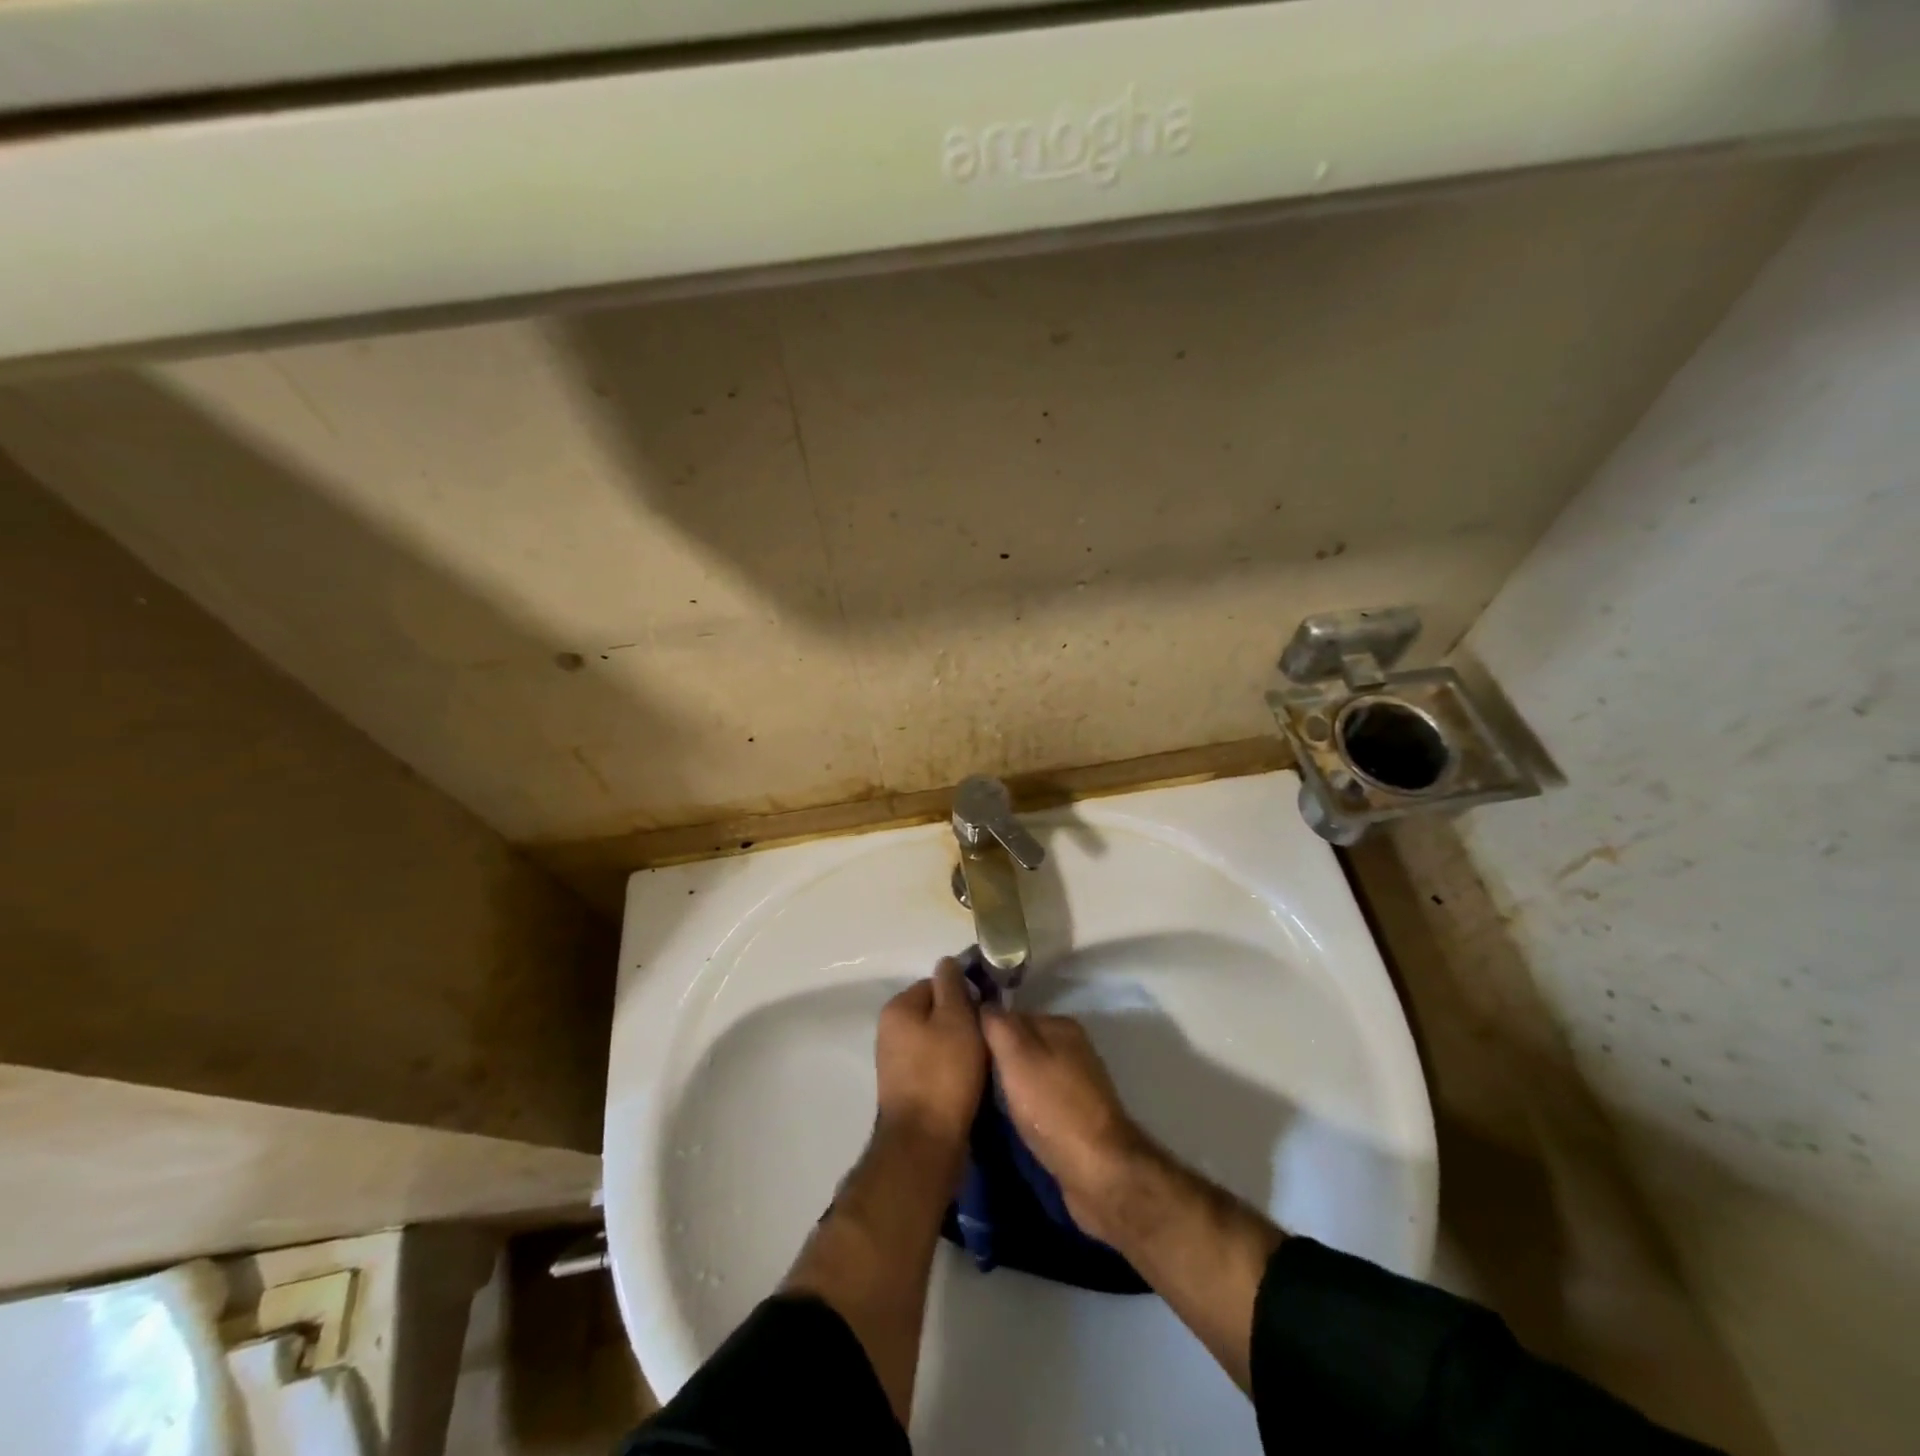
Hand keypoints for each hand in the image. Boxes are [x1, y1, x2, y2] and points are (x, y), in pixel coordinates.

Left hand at [874, 958, 986, 1156]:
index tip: (985, 1010)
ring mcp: (895, 1062)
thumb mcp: (957, 1018)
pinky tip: (968, 1081)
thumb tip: (947, 962)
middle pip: (935, 1012)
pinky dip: (951, 1069)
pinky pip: (933, 1065)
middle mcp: (889, 1030)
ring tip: (981, 1061)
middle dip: (961, 1021)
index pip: (936, 983)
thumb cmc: (944, 1073)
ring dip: (958, 1046)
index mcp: (897, 1008)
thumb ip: (952, 986)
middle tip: (986, 1036)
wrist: (925, 1143)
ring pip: (936, 1040)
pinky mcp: (905, 1089)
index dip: (963, 993)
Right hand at [980, 1008, 1156, 1242]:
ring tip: (985, 1101)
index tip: (964, 1051)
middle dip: (999, 1060)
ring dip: (1012, 1087)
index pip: (1012, 1016)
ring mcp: (1079, 1084)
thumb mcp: (1017, 1056)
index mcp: (1062, 1026)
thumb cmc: (1052, 1107)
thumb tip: (983, 1003)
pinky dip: (1027, 1109)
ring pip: (1032, 1075)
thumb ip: (998, 1025)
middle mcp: (1074, 1048)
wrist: (1098, 1172)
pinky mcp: (1079, 1117)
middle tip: (970, 1078)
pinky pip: (1042, 1101)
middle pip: (1023, 1046)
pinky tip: (1012, 1121)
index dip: (987, 1032)